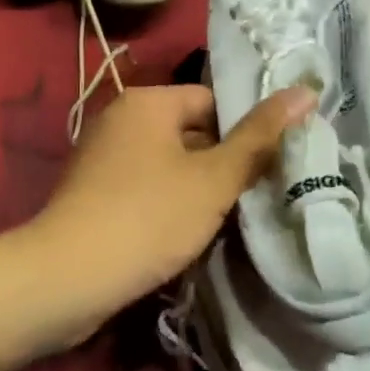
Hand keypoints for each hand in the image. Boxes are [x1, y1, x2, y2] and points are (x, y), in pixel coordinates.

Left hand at [32, 83, 316, 321]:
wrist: (65, 279)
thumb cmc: (147, 217)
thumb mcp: (213, 179)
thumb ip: (259, 138)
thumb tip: (305, 91)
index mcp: (148, 101)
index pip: (212, 101)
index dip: (243, 133)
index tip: (265, 168)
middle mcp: (121, 117)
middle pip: (190, 131)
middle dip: (220, 163)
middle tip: (251, 198)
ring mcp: (102, 154)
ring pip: (169, 162)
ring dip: (195, 188)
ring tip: (222, 220)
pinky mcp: (93, 191)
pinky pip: (144, 185)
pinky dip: (166, 203)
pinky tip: (182, 235)